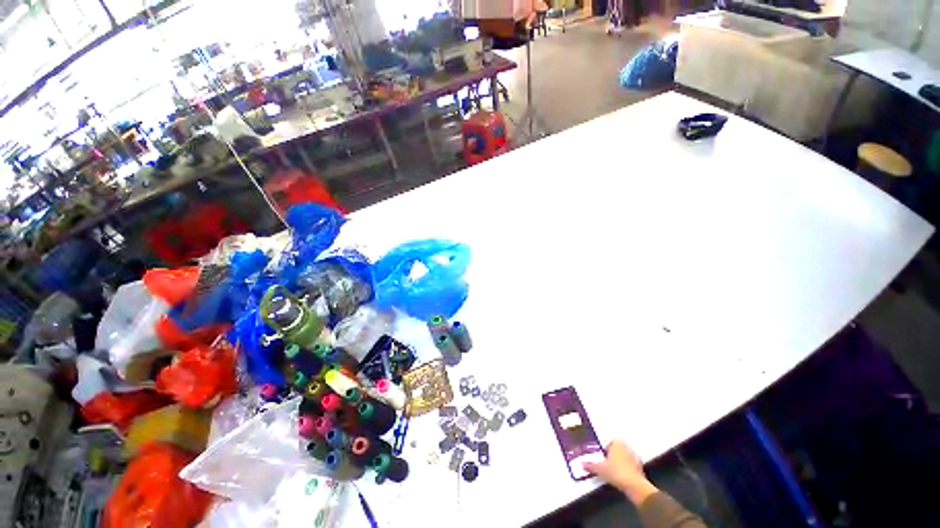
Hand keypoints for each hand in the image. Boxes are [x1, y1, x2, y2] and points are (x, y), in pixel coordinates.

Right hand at [584, 440, 658, 504]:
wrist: (634, 485)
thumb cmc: (616, 472)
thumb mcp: (600, 469)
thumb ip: (591, 465)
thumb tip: (582, 464)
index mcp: (617, 444)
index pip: (612, 440)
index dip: (608, 446)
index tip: (604, 453)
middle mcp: (626, 447)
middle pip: (620, 447)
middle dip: (616, 452)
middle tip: (609, 459)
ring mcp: (635, 457)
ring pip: (627, 455)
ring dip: (623, 459)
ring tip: (616, 468)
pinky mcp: (641, 467)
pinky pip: (633, 464)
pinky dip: (629, 467)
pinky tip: (624, 475)